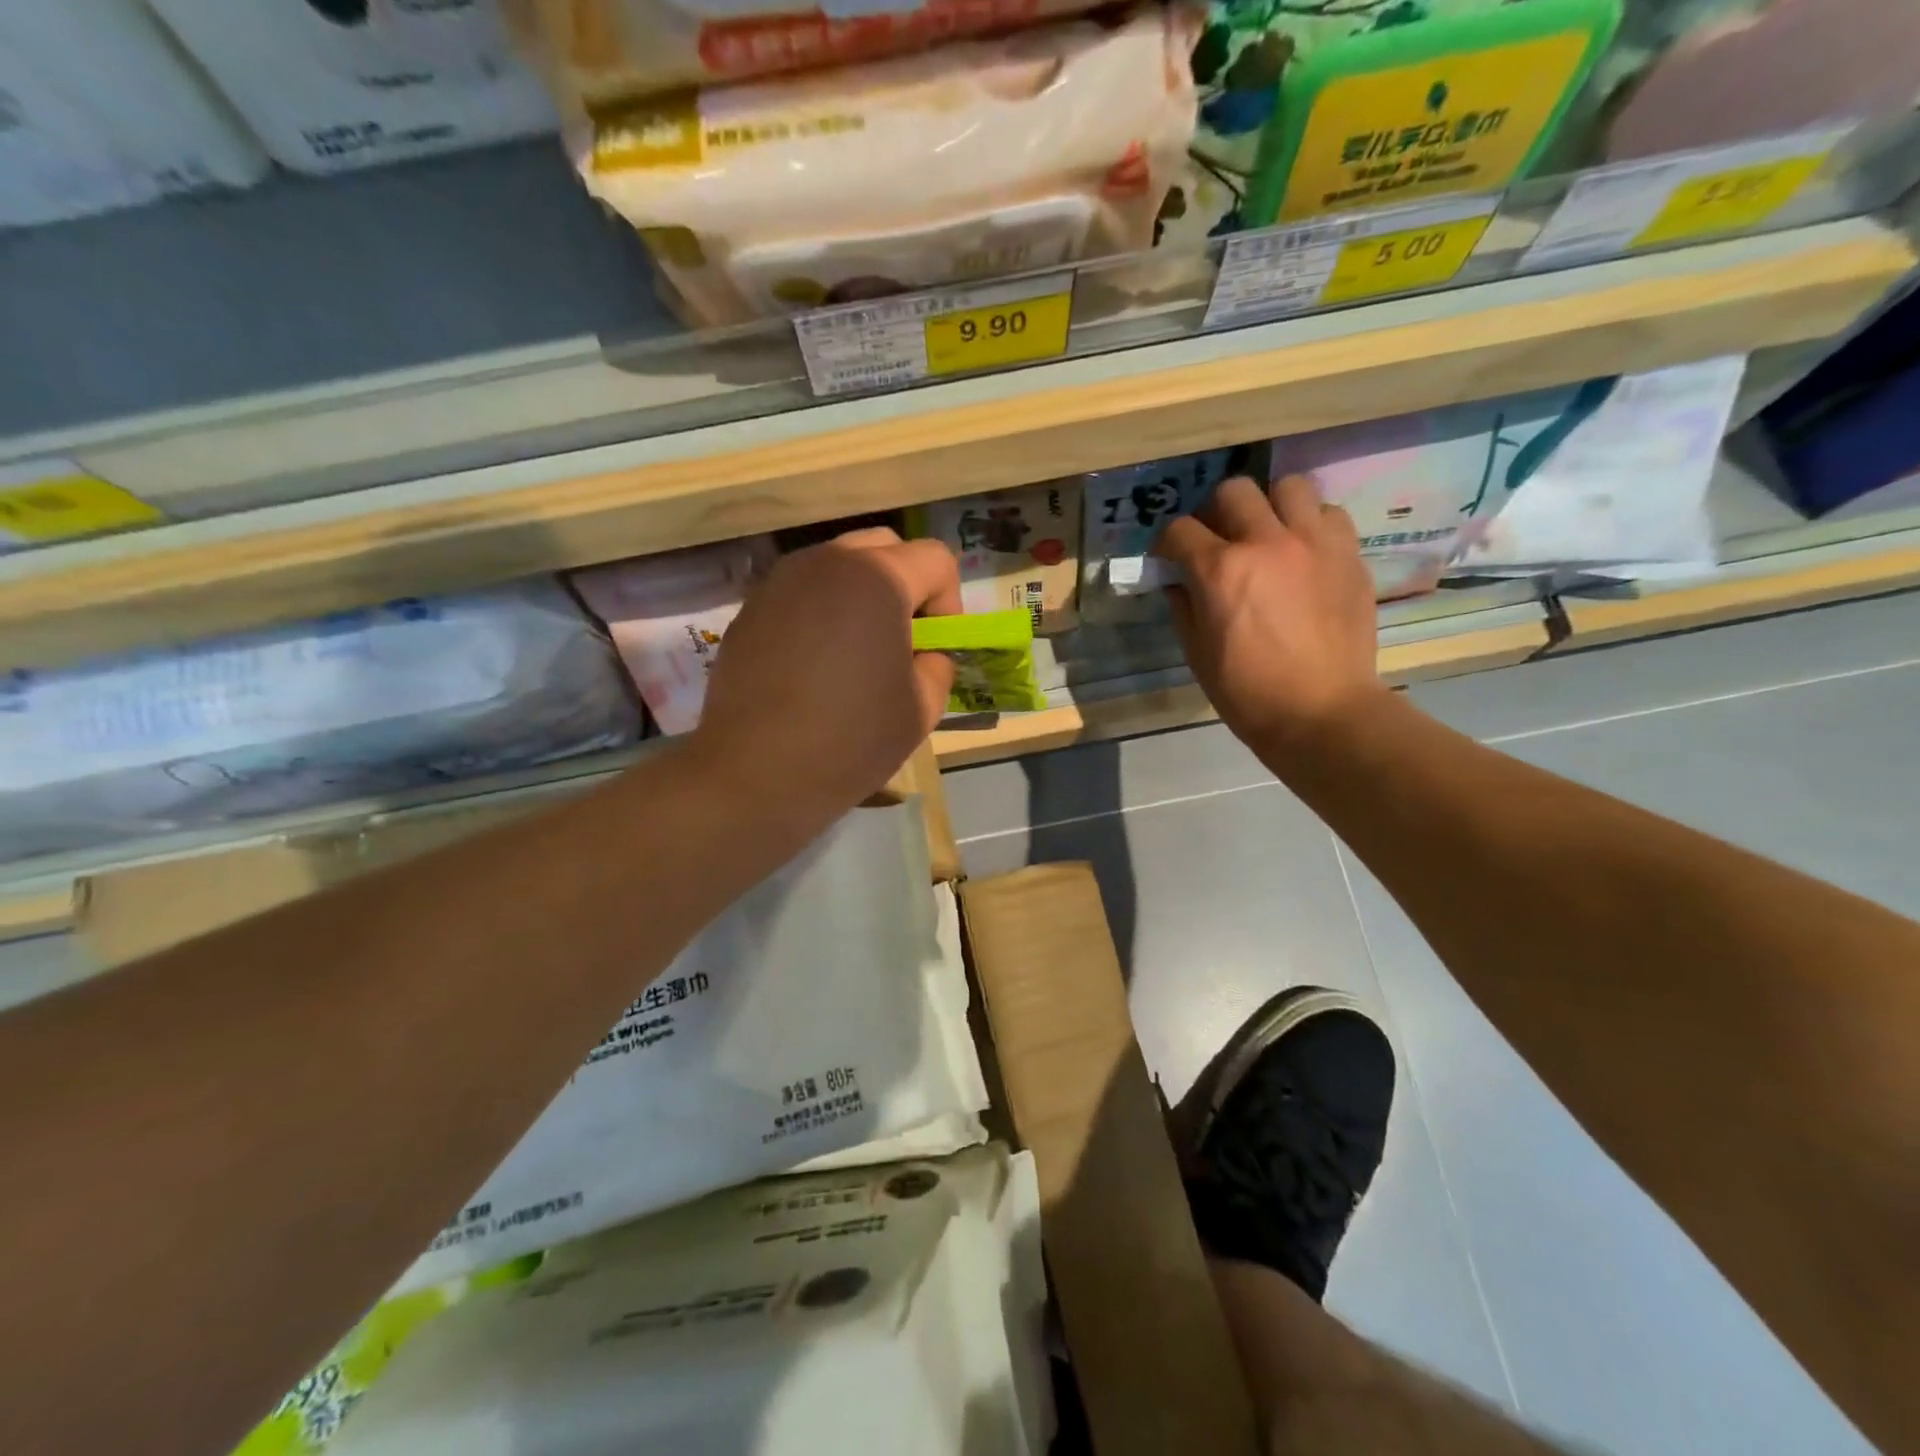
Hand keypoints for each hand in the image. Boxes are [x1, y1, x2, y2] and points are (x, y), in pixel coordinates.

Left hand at [692, 527, 960, 830]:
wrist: (754, 773)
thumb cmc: (850, 740)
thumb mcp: (922, 709)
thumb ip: (938, 665)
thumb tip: (927, 653)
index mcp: (877, 578)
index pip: (936, 559)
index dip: (950, 603)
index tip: (936, 649)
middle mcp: (827, 562)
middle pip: (886, 548)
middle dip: (907, 586)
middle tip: (902, 641)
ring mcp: (780, 581)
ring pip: (840, 566)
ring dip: (862, 596)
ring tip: (856, 653)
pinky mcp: (750, 609)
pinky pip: (802, 593)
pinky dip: (821, 613)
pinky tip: (812, 666)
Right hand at [1155, 474, 1383, 750]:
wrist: (1322, 712)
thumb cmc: (1248, 693)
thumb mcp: (1197, 654)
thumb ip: (1184, 607)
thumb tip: (1179, 582)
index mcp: (1221, 570)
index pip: (1180, 530)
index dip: (1167, 542)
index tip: (1169, 556)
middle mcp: (1267, 542)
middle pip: (1233, 490)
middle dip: (1215, 511)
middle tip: (1218, 538)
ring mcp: (1314, 543)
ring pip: (1289, 486)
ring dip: (1270, 505)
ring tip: (1268, 532)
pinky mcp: (1348, 554)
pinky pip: (1329, 513)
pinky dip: (1311, 523)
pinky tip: (1303, 550)